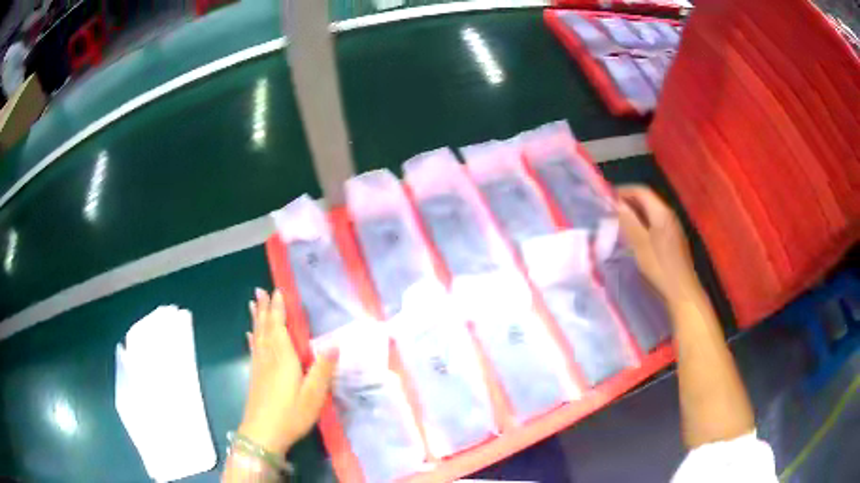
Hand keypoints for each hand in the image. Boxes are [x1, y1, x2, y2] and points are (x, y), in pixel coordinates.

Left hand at [238, 289, 337, 454]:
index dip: (278, 309)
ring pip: (257, 337)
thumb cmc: (290, 415)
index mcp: (284, 359)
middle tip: (260, 291)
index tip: (276, 291)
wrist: (262, 434)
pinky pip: (253, 350)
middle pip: (266, 328)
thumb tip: (335, 342)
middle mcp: (269, 358)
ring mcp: (259, 368)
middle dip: (265, 309)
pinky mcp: (254, 377)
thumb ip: (323, 369)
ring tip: (253, 304)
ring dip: (257, 319)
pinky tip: (249, 336)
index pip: (280, 327)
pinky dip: (252, 339)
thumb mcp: (313, 395)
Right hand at [616, 186, 702, 306]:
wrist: (682, 291)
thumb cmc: (660, 267)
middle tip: (609, 211)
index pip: (641, 191)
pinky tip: (633, 237)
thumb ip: (629, 222)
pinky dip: (641, 224)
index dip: (623, 191)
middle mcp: (669, 215)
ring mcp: (672, 227)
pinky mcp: (672, 240)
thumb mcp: (640, 244)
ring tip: (618, 223)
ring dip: (634, 214)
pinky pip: (654, 224)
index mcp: (662, 212)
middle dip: (627, 202)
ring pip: (650, 213)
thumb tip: (617, 204)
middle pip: (646, 200)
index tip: (606, 198)